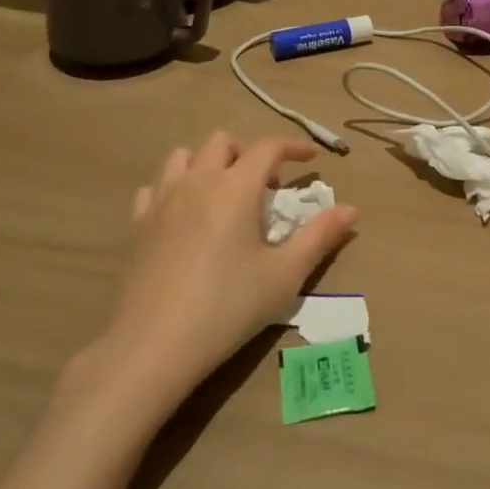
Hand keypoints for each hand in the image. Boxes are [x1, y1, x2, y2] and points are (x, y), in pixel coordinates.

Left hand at [94, 132, 357, 402]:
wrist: (153, 346)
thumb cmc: (227, 307)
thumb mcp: (284, 275)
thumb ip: (320, 237)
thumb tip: (352, 210)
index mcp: (236, 187)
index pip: (268, 146)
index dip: (293, 146)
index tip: (310, 158)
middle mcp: (198, 181)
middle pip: (223, 141)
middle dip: (247, 153)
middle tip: (263, 187)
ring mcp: (162, 200)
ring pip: (184, 156)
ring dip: (208, 164)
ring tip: (222, 195)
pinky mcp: (137, 224)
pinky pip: (156, 187)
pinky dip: (173, 189)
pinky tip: (183, 216)